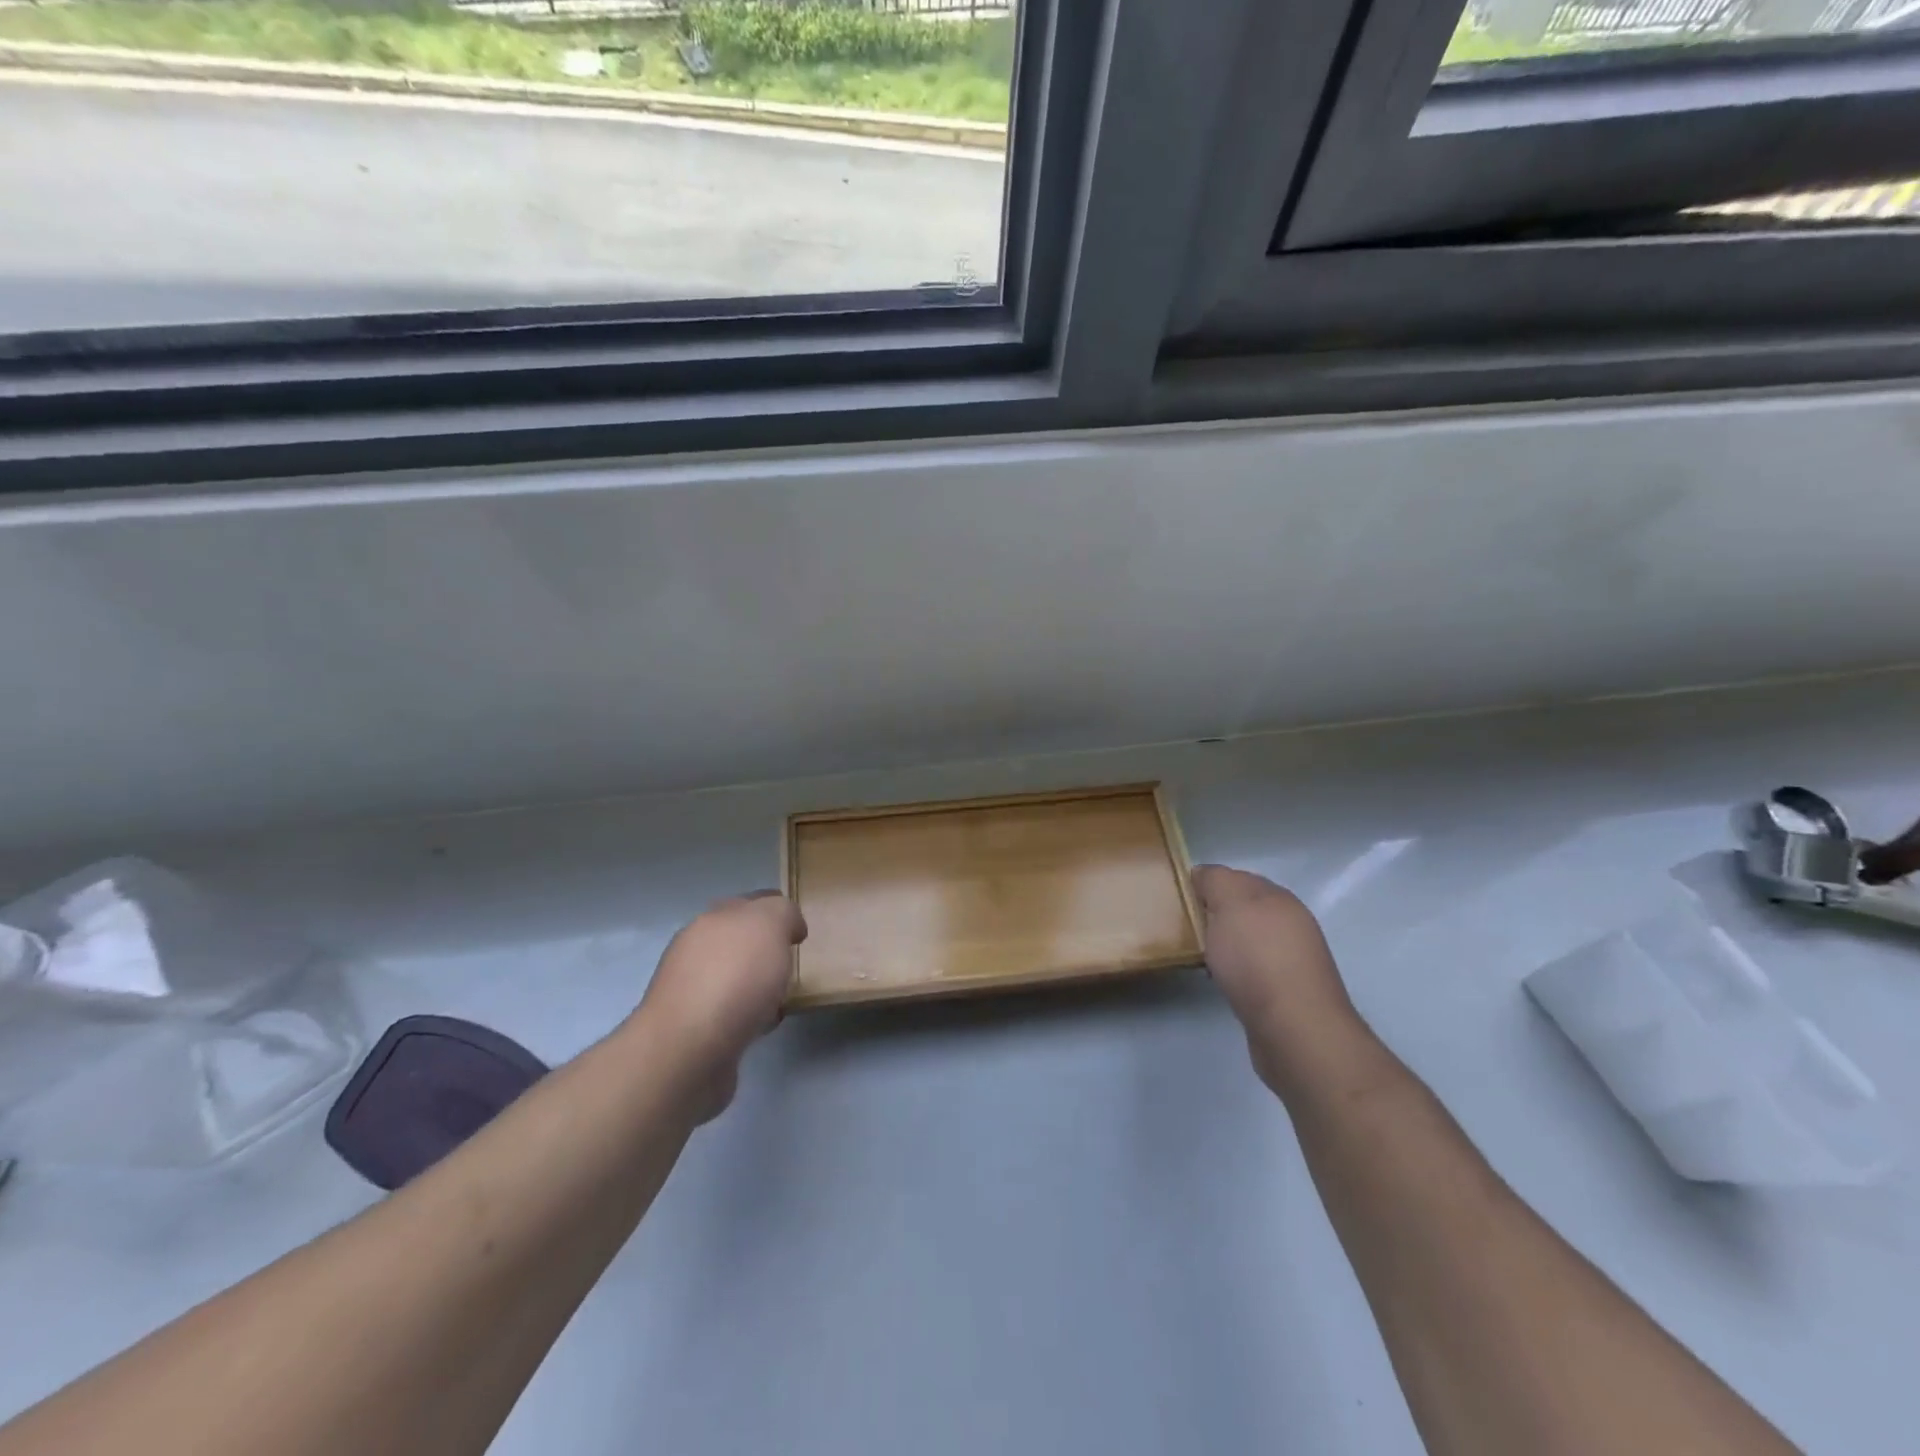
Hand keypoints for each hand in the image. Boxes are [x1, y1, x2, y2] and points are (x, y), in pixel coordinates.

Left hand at [632, 891, 806, 1120]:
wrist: (688, 1050)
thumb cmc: (734, 977)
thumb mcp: (770, 924)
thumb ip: (783, 913)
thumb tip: (788, 925)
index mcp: (712, 919)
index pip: (750, 902)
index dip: (777, 910)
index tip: (799, 930)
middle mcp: (696, 950)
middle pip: (738, 940)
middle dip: (765, 948)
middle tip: (792, 961)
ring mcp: (690, 991)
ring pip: (734, 977)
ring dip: (756, 984)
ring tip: (781, 997)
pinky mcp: (693, 1030)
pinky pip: (730, 1013)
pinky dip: (748, 1015)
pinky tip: (762, 1026)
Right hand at [1191, 865, 1371, 1094]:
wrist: (1295, 1029)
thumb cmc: (1257, 958)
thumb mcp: (1229, 903)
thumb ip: (1216, 881)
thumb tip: (1204, 876)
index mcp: (1278, 897)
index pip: (1237, 877)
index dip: (1207, 883)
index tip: (1179, 898)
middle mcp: (1291, 923)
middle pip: (1244, 909)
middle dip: (1215, 914)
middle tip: (1183, 926)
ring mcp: (1293, 960)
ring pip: (1248, 941)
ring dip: (1225, 944)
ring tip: (1198, 955)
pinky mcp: (1287, 994)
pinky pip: (1253, 970)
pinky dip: (1235, 971)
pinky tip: (1221, 980)